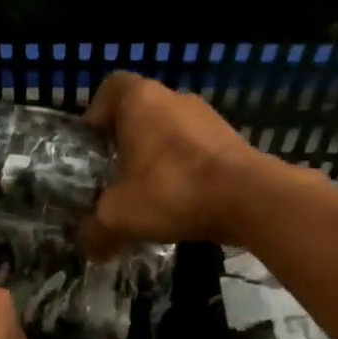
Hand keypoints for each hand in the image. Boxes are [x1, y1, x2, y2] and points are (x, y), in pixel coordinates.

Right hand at [80, 72, 265, 257]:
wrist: (249, 199)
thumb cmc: (172, 191)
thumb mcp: (119, 216)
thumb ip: (96, 231)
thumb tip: (89, 249)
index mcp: (140, 100)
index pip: (110, 89)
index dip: (96, 115)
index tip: (92, 147)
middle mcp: (174, 98)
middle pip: (139, 114)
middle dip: (125, 144)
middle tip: (114, 178)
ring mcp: (207, 117)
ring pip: (169, 132)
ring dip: (156, 159)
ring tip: (147, 195)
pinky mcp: (231, 140)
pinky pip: (195, 151)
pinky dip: (183, 171)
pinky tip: (180, 203)